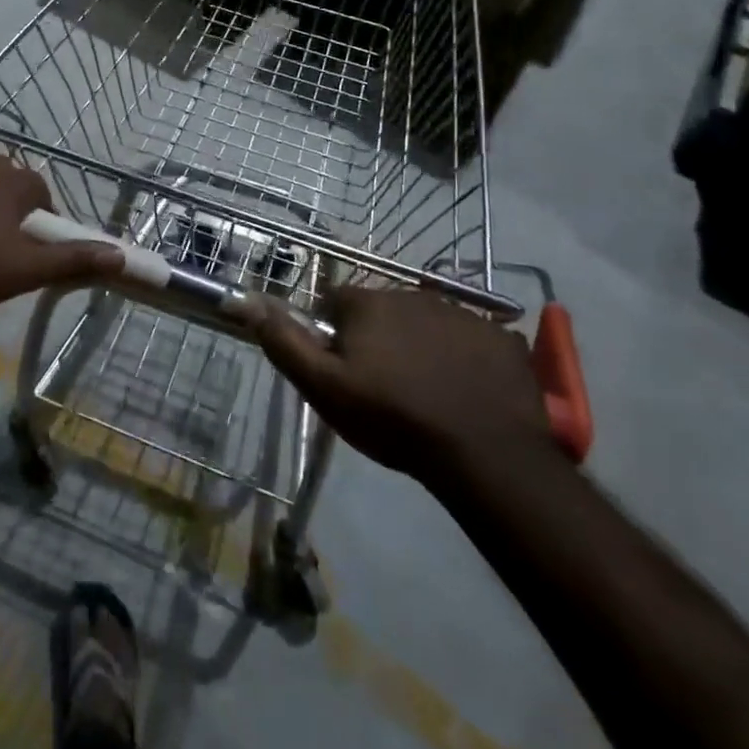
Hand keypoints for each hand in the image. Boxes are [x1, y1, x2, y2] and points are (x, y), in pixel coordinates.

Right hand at [240, 286, 555, 484]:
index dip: (334, 335)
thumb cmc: (393, 418)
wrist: (485, 454)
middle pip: (382, 311)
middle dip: (378, 338)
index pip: (336, 303)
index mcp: (367, 304)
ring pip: (426, 323)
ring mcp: (462, 314)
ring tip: (427, 391)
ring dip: (420, 345)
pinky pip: (470, 340)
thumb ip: (284, 342)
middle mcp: (413, 295)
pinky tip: (465, 390)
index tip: (344, 370)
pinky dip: (463, 357)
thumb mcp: (324, 388)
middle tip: (384, 386)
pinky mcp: (501, 338)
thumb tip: (247, 299)